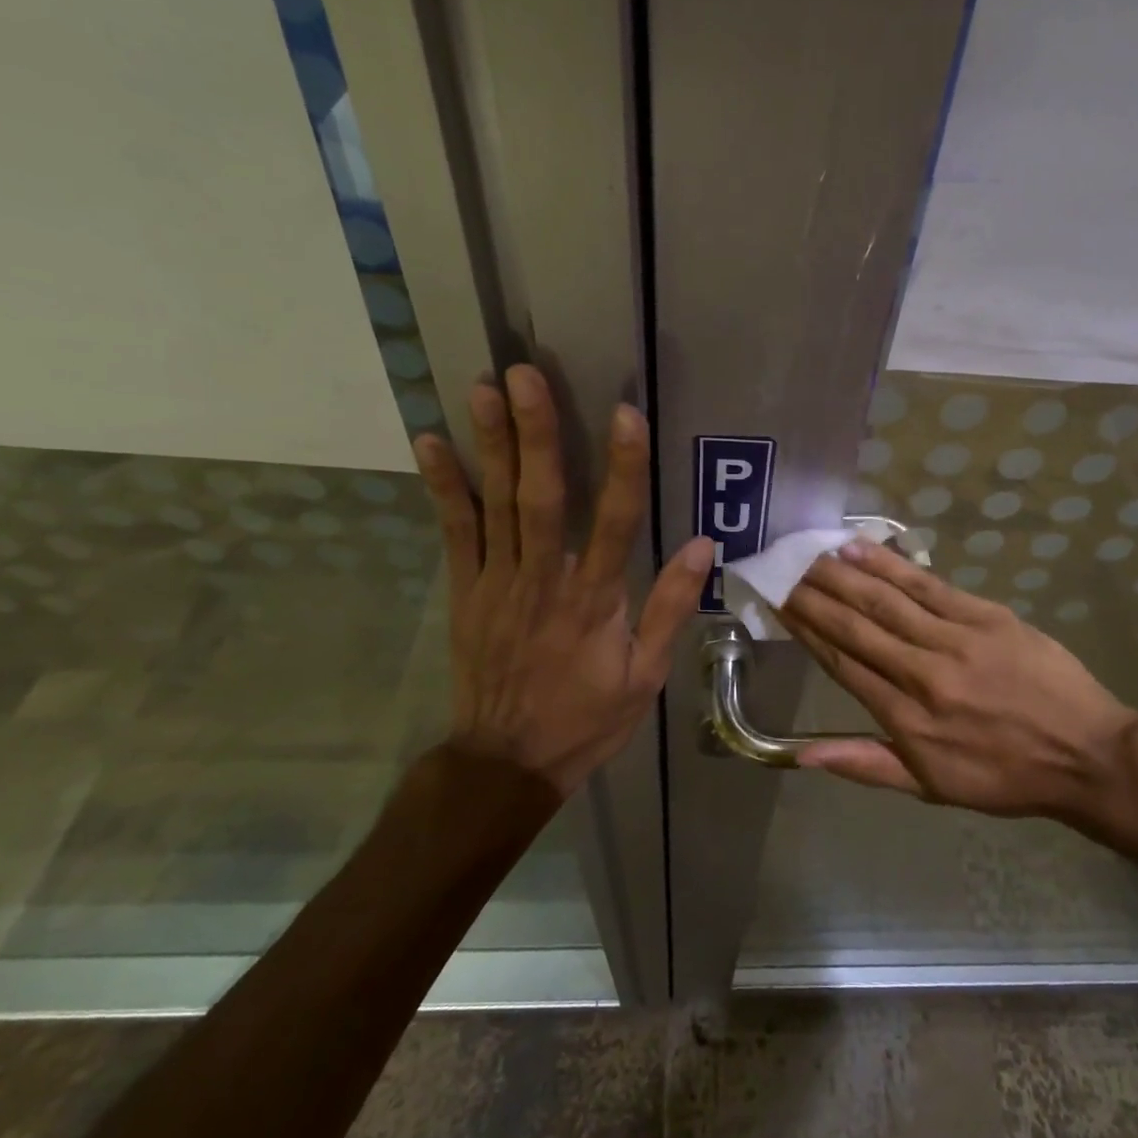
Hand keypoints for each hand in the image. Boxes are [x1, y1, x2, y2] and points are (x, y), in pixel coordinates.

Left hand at [413, 366, 712, 797]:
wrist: (505, 762)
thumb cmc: (586, 718)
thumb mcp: (646, 676)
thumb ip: (671, 607)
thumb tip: (704, 545)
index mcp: (595, 601)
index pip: (616, 522)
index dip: (624, 466)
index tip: (625, 413)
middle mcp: (544, 580)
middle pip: (542, 498)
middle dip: (537, 434)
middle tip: (526, 375)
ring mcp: (497, 583)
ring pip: (496, 504)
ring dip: (491, 444)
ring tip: (483, 388)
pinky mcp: (465, 590)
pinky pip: (455, 531)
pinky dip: (445, 486)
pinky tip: (433, 443)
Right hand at [780, 540, 1137, 824]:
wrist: (1085, 755)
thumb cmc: (1004, 776)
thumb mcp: (930, 787)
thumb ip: (865, 764)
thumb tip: (802, 756)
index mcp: (906, 719)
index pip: (842, 663)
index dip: (806, 630)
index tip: (778, 602)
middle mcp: (922, 674)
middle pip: (855, 626)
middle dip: (813, 594)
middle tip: (781, 567)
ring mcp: (955, 640)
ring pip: (885, 600)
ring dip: (842, 573)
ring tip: (810, 552)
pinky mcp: (985, 616)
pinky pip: (927, 585)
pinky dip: (889, 564)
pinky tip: (859, 547)